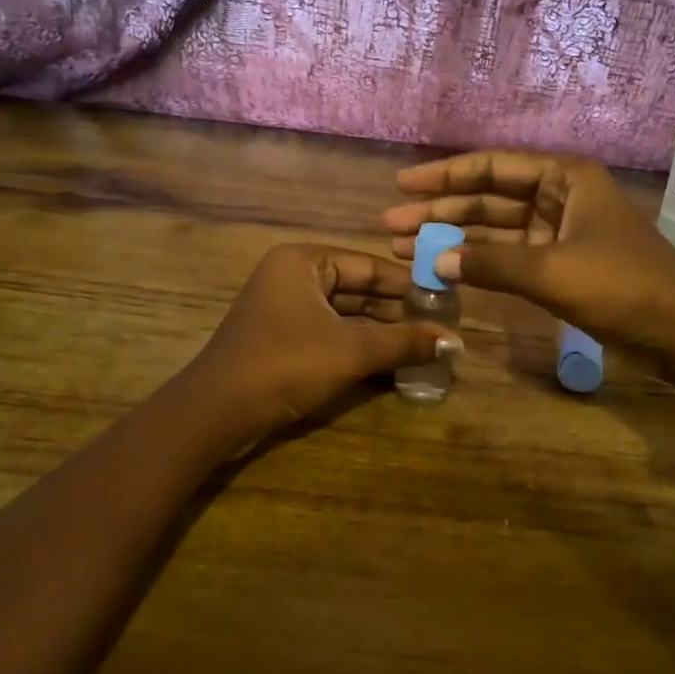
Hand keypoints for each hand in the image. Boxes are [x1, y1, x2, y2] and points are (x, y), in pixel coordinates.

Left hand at [184, 243, 460, 443]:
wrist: (218, 412)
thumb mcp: (351, 351)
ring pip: (346, 314)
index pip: (370, 266)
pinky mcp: (282, 338)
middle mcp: (293, 276)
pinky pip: (331, 333)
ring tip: (426, 347)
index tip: (447, 303)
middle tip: (441, 329)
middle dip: (398, 313)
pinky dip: (359, 346)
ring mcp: (285, 308)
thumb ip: (404, 342)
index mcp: (304, 261)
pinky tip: (393, 362)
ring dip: (382, 333)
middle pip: (358, 289)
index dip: (410, 285)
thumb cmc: (286, 364)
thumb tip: (456, 342)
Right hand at [382, 150, 674, 359]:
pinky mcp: (561, 265)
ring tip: (404, 247)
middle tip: (392, 224)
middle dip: (441, 211)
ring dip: (454, 239)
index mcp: (565, 179)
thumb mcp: (551, 271)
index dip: (446, 176)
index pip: (494, 168)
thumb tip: (433, 260)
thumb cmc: (621, 286)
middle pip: (489, 198)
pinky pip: (509, 256)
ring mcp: (560, 232)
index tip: (403, 185)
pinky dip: (480, 263)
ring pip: (496, 229)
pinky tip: (447, 269)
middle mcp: (560, 197)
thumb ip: (490, 264)